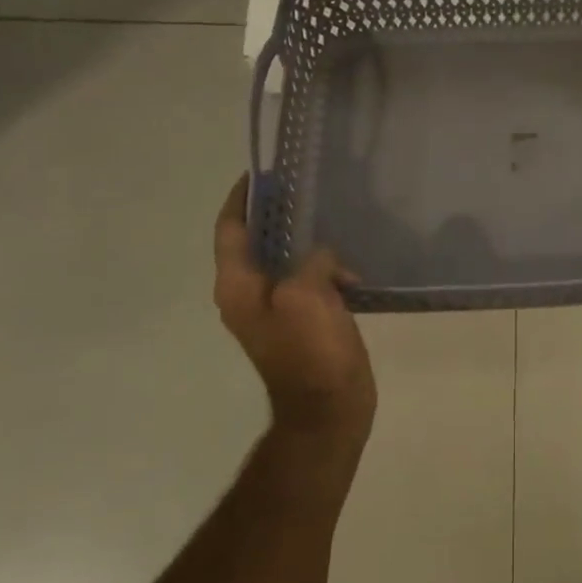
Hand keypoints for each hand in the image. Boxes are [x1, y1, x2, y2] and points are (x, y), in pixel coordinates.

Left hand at [214, 175, 376, 444]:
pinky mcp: (303, 321)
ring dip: (308, 242)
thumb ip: (312, 261)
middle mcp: (249, 294)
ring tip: (333, 218)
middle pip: (258, 242)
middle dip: (280, 215)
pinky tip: (351, 266)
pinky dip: (326, 268)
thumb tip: (323, 257)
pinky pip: (310, 282)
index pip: (230, 230)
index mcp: (238, 286)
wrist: (328, 410)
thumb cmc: (311, 352)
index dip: (242, 199)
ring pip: (288, 261)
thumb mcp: (308, 295)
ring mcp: (277, 310)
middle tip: (307, 188)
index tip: (260, 172)